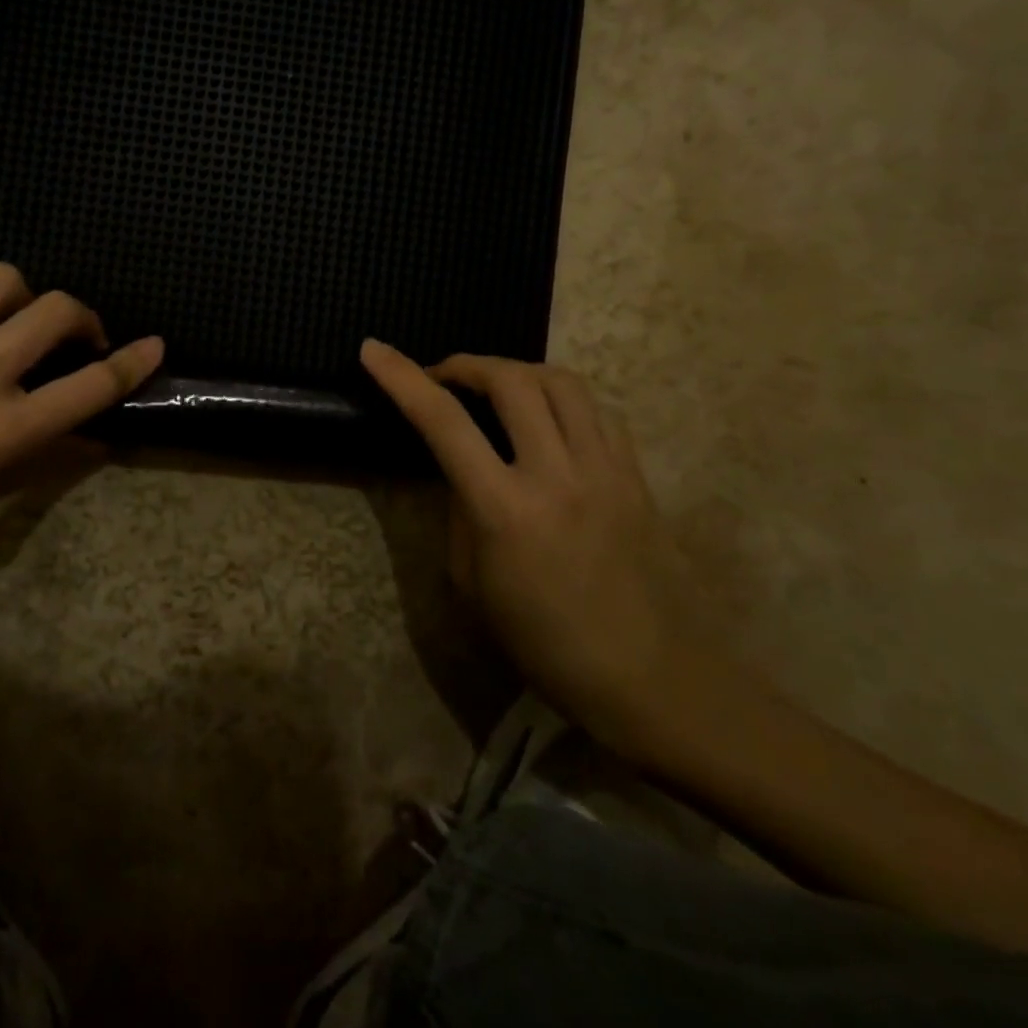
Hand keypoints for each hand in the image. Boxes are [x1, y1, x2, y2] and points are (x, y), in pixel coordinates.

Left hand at [0, 263, 162, 567]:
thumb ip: (39, 463)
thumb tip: (90, 440)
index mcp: (4, 428)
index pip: (89, 386)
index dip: (133, 363)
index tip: (156, 345)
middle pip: (57, 311)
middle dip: (85, 318)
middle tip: (78, 340)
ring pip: (5, 279)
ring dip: (27, 297)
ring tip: (17, 325)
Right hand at [361, 339, 699, 754]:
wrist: (654, 678)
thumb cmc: (547, 645)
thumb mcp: (474, 586)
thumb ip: (462, 515)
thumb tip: (463, 473)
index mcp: (505, 510)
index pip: (443, 422)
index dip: (402, 377)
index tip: (374, 350)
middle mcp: (557, 474)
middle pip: (511, 380)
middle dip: (467, 364)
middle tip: (443, 377)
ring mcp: (605, 469)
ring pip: (562, 382)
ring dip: (517, 370)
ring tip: (494, 387)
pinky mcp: (636, 475)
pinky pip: (596, 412)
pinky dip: (560, 399)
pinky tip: (546, 420)